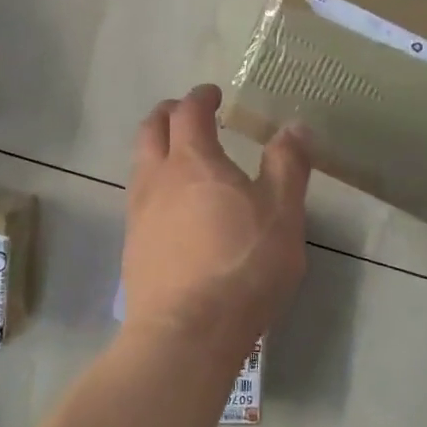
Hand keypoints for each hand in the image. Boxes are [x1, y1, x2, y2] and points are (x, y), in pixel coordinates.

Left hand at [124, 85, 311, 364]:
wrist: (185, 332)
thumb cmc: (242, 266)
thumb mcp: (282, 213)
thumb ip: (288, 165)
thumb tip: (294, 126)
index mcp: (192, 161)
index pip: (189, 112)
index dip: (200, 97)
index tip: (212, 94)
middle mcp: (156, 178)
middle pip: (150, 130)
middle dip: (168, 114)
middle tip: (188, 115)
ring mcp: (138, 213)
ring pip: (140, 164)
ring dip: (157, 149)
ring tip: (180, 158)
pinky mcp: (132, 245)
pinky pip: (139, 199)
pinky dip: (154, 185)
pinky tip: (173, 207)